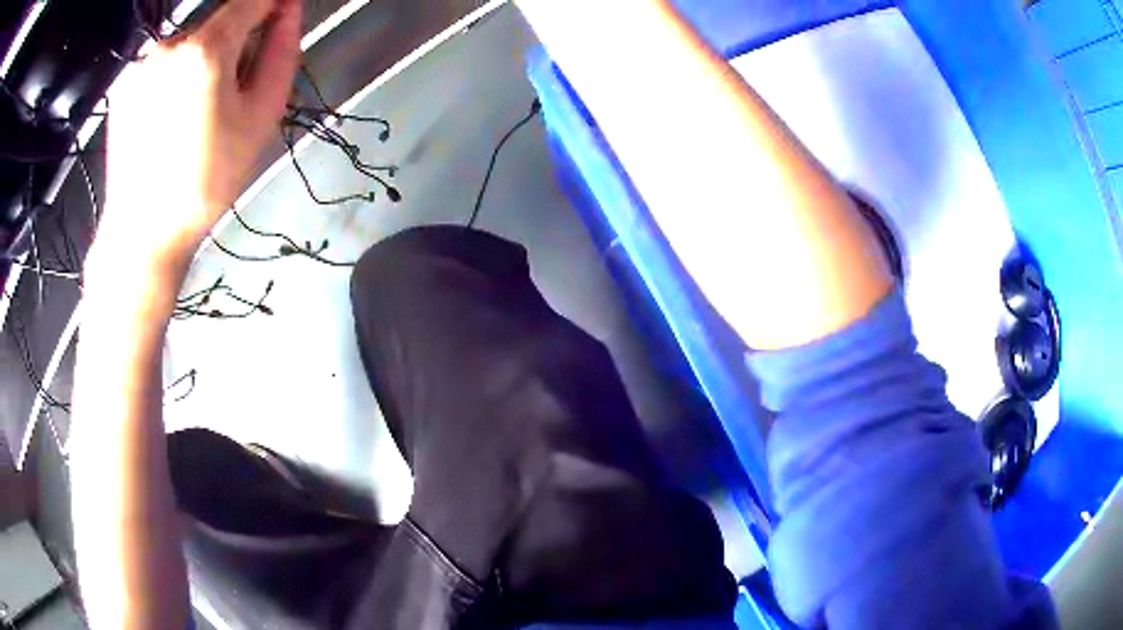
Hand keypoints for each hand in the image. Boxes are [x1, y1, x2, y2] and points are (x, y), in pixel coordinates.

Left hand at [98, 0, 300, 270]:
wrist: (142, 235)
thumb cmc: (206, 181)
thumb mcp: (260, 116)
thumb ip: (280, 51)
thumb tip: (288, 9)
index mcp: (206, 48)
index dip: (272, 3)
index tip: (279, 20)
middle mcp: (170, 44)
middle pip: (218, 23)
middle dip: (233, 44)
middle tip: (231, 95)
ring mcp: (142, 64)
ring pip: (188, 45)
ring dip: (202, 63)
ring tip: (195, 115)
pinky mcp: (125, 85)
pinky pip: (162, 65)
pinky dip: (175, 77)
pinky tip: (169, 119)